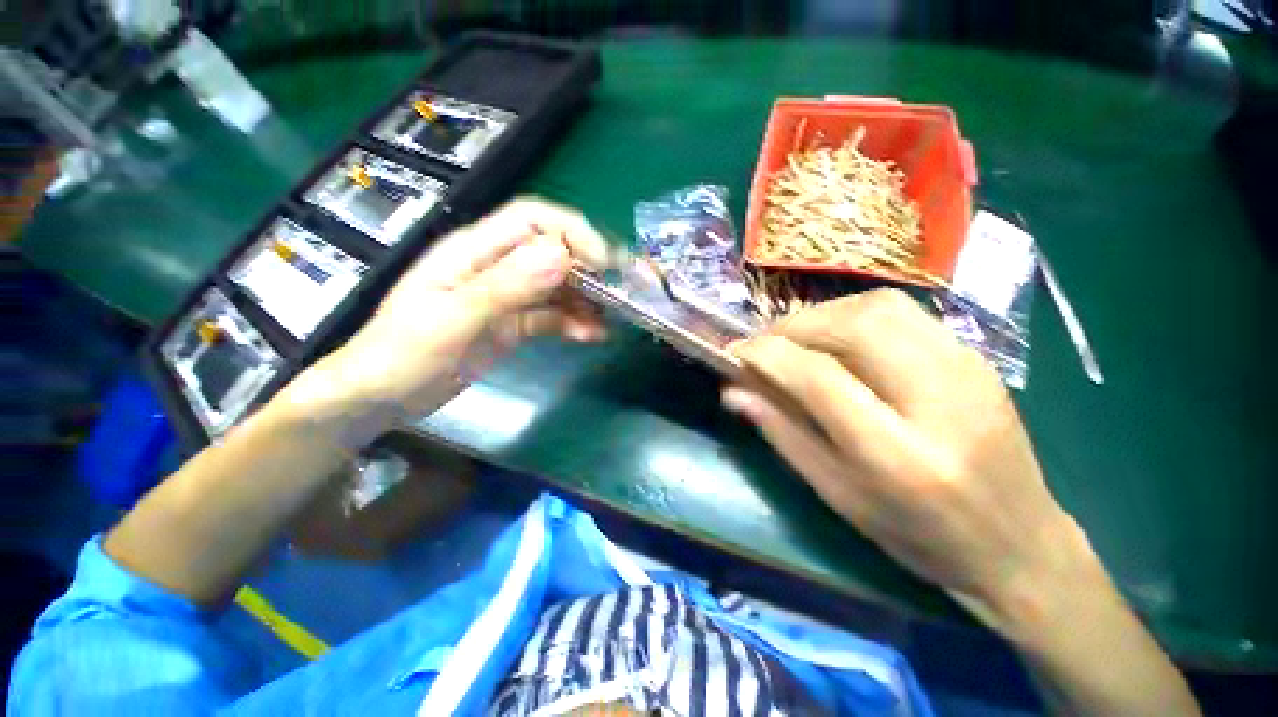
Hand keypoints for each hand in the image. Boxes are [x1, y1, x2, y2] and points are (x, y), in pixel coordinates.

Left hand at [290, 198, 608, 431]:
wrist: (381, 397)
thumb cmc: (403, 353)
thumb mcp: (452, 318)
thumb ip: (506, 286)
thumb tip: (561, 256)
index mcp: (474, 250)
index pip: (533, 219)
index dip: (573, 233)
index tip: (603, 264)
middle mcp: (496, 266)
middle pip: (552, 251)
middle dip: (590, 267)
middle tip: (621, 292)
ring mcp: (507, 297)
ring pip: (557, 286)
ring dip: (586, 300)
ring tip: (610, 320)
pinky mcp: (512, 324)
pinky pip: (551, 316)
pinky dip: (573, 323)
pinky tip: (591, 336)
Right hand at [724, 289, 1095, 631]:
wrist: (1019, 544)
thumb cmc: (918, 535)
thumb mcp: (837, 495)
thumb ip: (781, 434)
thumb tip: (733, 392)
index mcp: (900, 456)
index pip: (820, 378)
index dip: (768, 355)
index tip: (737, 351)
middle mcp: (941, 400)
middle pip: (855, 325)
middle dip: (795, 326)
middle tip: (767, 345)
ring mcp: (968, 369)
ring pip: (880, 306)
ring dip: (824, 315)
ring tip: (799, 341)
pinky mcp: (975, 357)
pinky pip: (902, 313)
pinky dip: (854, 316)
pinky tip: (839, 343)